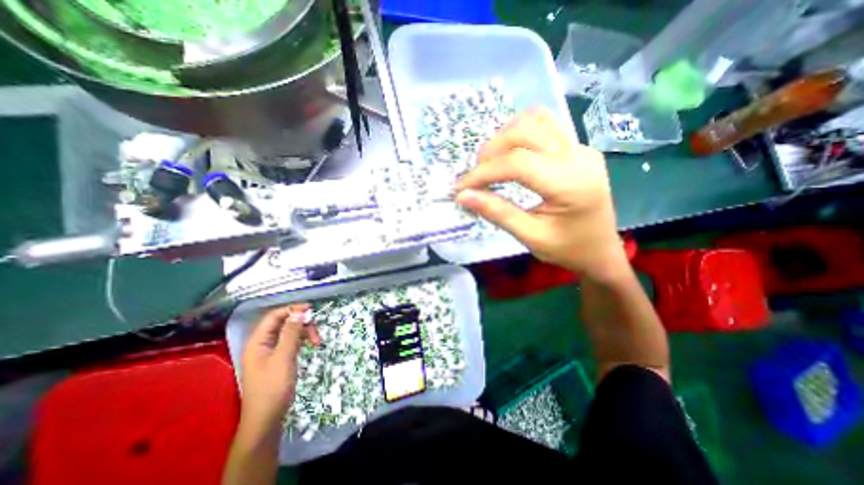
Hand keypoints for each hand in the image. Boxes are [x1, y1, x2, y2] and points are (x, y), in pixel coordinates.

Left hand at [238, 307, 321, 438]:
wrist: (266, 420)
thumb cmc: (273, 388)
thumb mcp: (284, 358)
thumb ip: (291, 333)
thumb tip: (300, 312)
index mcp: (258, 342)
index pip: (274, 316)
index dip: (292, 309)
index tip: (311, 309)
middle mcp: (263, 344)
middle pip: (284, 323)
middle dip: (302, 324)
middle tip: (316, 333)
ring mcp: (270, 352)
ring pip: (290, 332)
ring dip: (305, 333)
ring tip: (317, 343)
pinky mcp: (278, 359)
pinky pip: (291, 342)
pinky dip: (302, 341)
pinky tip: (311, 346)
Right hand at [452, 106, 627, 277]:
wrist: (601, 251)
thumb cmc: (568, 250)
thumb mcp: (530, 237)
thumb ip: (497, 213)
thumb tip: (464, 196)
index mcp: (570, 183)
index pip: (517, 162)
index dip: (483, 173)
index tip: (461, 188)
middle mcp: (578, 156)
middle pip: (525, 130)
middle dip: (491, 149)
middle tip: (477, 176)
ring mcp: (581, 148)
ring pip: (536, 119)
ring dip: (505, 136)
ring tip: (492, 163)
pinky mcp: (578, 148)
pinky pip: (545, 126)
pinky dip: (520, 135)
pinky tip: (511, 155)